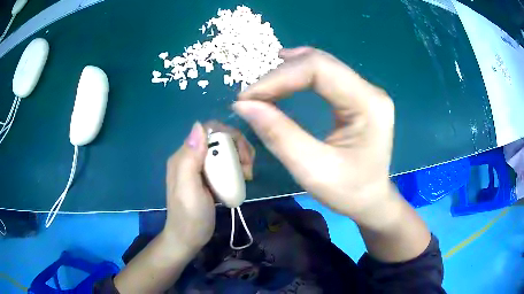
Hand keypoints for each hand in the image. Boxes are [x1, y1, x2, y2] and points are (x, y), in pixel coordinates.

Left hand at [163, 121, 255, 249]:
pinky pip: (226, 163)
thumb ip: (190, 158)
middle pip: (219, 138)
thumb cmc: (190, 216)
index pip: (208, 130)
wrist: (189, 238)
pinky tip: (243, 179)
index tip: (242, 155)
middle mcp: (191, 157)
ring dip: (240, 158)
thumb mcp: (188, 189)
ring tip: (247, 175)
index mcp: (184, 156)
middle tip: (248, 168)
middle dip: (238, 147)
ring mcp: (200, 167)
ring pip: (225, 150)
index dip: (228, 135)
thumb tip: (199, 125)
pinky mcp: (208, 177)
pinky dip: (237, 167)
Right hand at [233, 47, 395, 224]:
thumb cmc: (348, 192)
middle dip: (279, 75)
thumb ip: (279, 135)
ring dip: (287, 73)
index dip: (279, 77)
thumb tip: (244, 106)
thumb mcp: (312, 169)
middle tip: (251, 96)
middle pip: (319, 63)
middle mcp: (370, 90)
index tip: (247, 98)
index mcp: (368, 104)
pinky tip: (283, 79)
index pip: (319, 70)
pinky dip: (298, 76)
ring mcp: (365, 91)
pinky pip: (324, 75)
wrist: (371, 200)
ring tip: (261, 89)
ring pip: (320, 65)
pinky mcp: (356, 96)